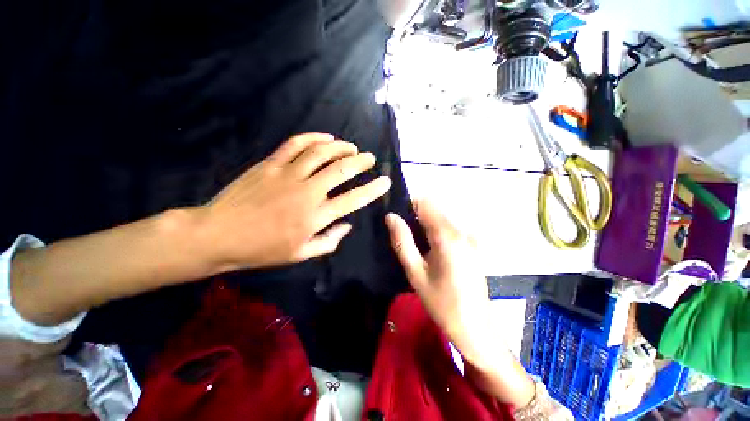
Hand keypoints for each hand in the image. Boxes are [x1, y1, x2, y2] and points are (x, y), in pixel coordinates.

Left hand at [197, 132, 391, 270]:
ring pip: (321, 152)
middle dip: (361, 161)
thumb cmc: (262, 249)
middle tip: (370, 158)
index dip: (373, 189)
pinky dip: (313, 138)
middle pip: (342, 170)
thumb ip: (329, 240)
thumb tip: (347, 225)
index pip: (353, 199)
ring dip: (341, 147)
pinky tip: (325, 138)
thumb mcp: (301, 254)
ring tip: (351, 147)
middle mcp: (307, 191)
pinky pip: (295, 144)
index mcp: (315, 216)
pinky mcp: (270, 163)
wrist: (218, 235)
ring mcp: (288, 174)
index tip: (385, 181)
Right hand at [386, 200, 535, 406]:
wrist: (475, 328)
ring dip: (426, 225)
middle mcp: (461, 231)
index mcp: (447, 236)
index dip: (409, 206)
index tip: (398, 219)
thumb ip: (402, 241)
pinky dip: (436, 232)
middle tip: (405, 237)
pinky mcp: (473, 245)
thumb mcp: (415, 272)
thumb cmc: (441, 302)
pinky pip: (450, 229)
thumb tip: (390, 216)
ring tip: (417, 248)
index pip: (426, 203)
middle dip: (416, 217)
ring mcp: (471, 238)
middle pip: (434, 210)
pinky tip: (432, 253)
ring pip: (442, 218)